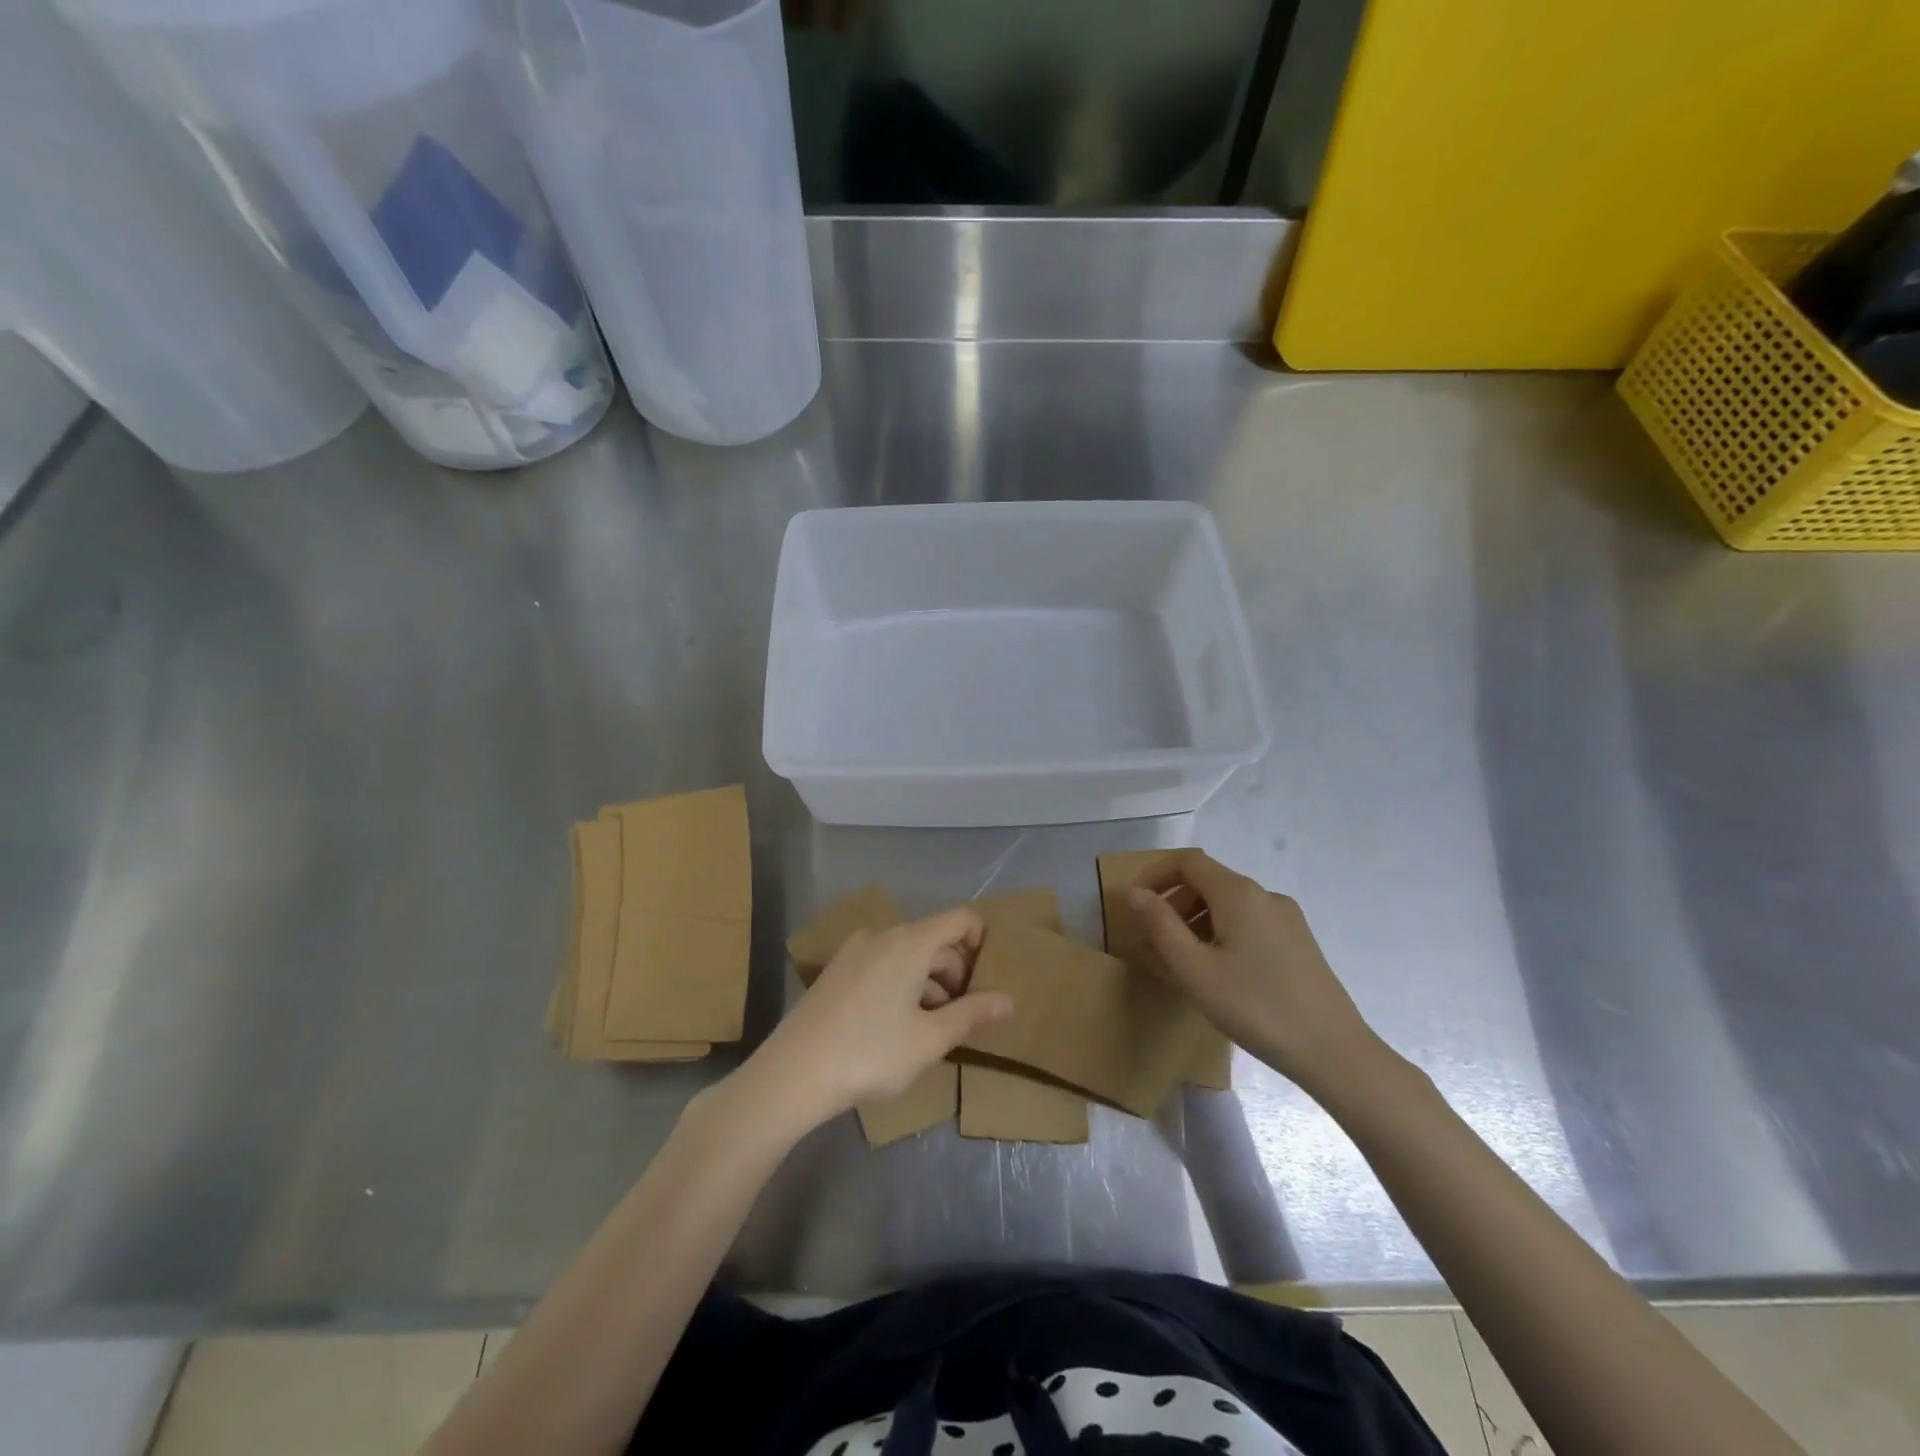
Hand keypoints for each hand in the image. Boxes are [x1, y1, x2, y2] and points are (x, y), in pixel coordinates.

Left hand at [735, 907, 1012, 1133]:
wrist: (793, 1073)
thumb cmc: (871, 1053)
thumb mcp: (930, 1039)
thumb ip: (972, 1015)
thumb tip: (1009, 1000)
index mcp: (911, 942)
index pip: (960, 919)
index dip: (981, 942)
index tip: (987, 982)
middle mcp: (883, 935)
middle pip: (934, 939)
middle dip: (956, 973)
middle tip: (963, 1017)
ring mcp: (854, 951)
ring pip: (907, 955)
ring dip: (928, 983)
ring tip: (931, 1028)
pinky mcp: (835, 971)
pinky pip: (882, 965)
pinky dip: (901, 984)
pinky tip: (896, 1025)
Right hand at [1128, 851, 1386, 1100]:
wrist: (1334, 1053)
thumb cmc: (1255, 1007)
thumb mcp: (1195, 969)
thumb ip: (1160, 925)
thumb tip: (1135, 892)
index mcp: (1239, 894)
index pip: (1188, 862)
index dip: (1154, 874)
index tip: (1133, 903)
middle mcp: (1265, 896)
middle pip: (1208, 882)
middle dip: (1172, 904)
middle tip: (1150, 941)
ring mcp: (1286, 919)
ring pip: (1227, 906)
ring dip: (1194, 922)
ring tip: (1177, 962)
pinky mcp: (1298, 943)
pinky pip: (1247, 924)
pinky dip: (1220, 935)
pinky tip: (1215, 973)